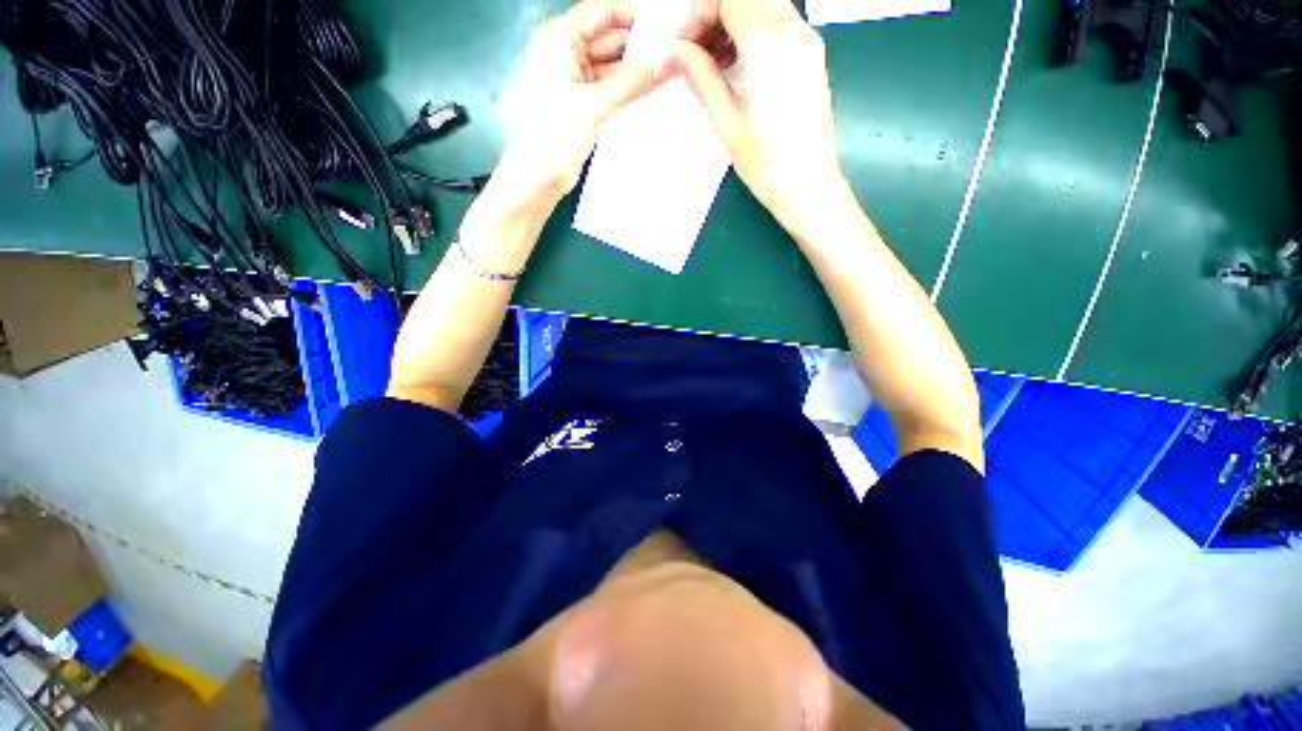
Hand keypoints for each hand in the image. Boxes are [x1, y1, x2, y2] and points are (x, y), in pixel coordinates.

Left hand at [496, 0, 673, 204]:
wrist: (537, 178)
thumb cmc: (553, 135)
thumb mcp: (591, 105)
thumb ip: (628, 84)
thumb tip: (663, 65)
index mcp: (559, 39)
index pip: (601, 13)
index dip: (632, 14)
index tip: (665, 23)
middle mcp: (566, 53)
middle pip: (608, 38)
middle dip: (638, 45)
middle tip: (673, 52)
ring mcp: (575, 80)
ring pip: (610, 65)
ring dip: (634, 70)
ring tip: (667, 72)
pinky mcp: (582, 104)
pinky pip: (609, 88)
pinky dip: (626, 90)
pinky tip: (649, 92)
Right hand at [672, 0, 844, 223]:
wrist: (809, 186)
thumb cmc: (766, 163)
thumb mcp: (727, 121)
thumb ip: (702, 76)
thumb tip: (673, 52)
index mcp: (769, 46)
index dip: (698, 13)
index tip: (681, 45)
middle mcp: (794, 32)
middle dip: (714, 13)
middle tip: (693, 49)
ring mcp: (808, 41)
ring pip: (764, 4)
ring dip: (733, 19)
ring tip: (713, 59)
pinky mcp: (812, 56)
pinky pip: (779, 22)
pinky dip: (753, 29)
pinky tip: (737, 63)